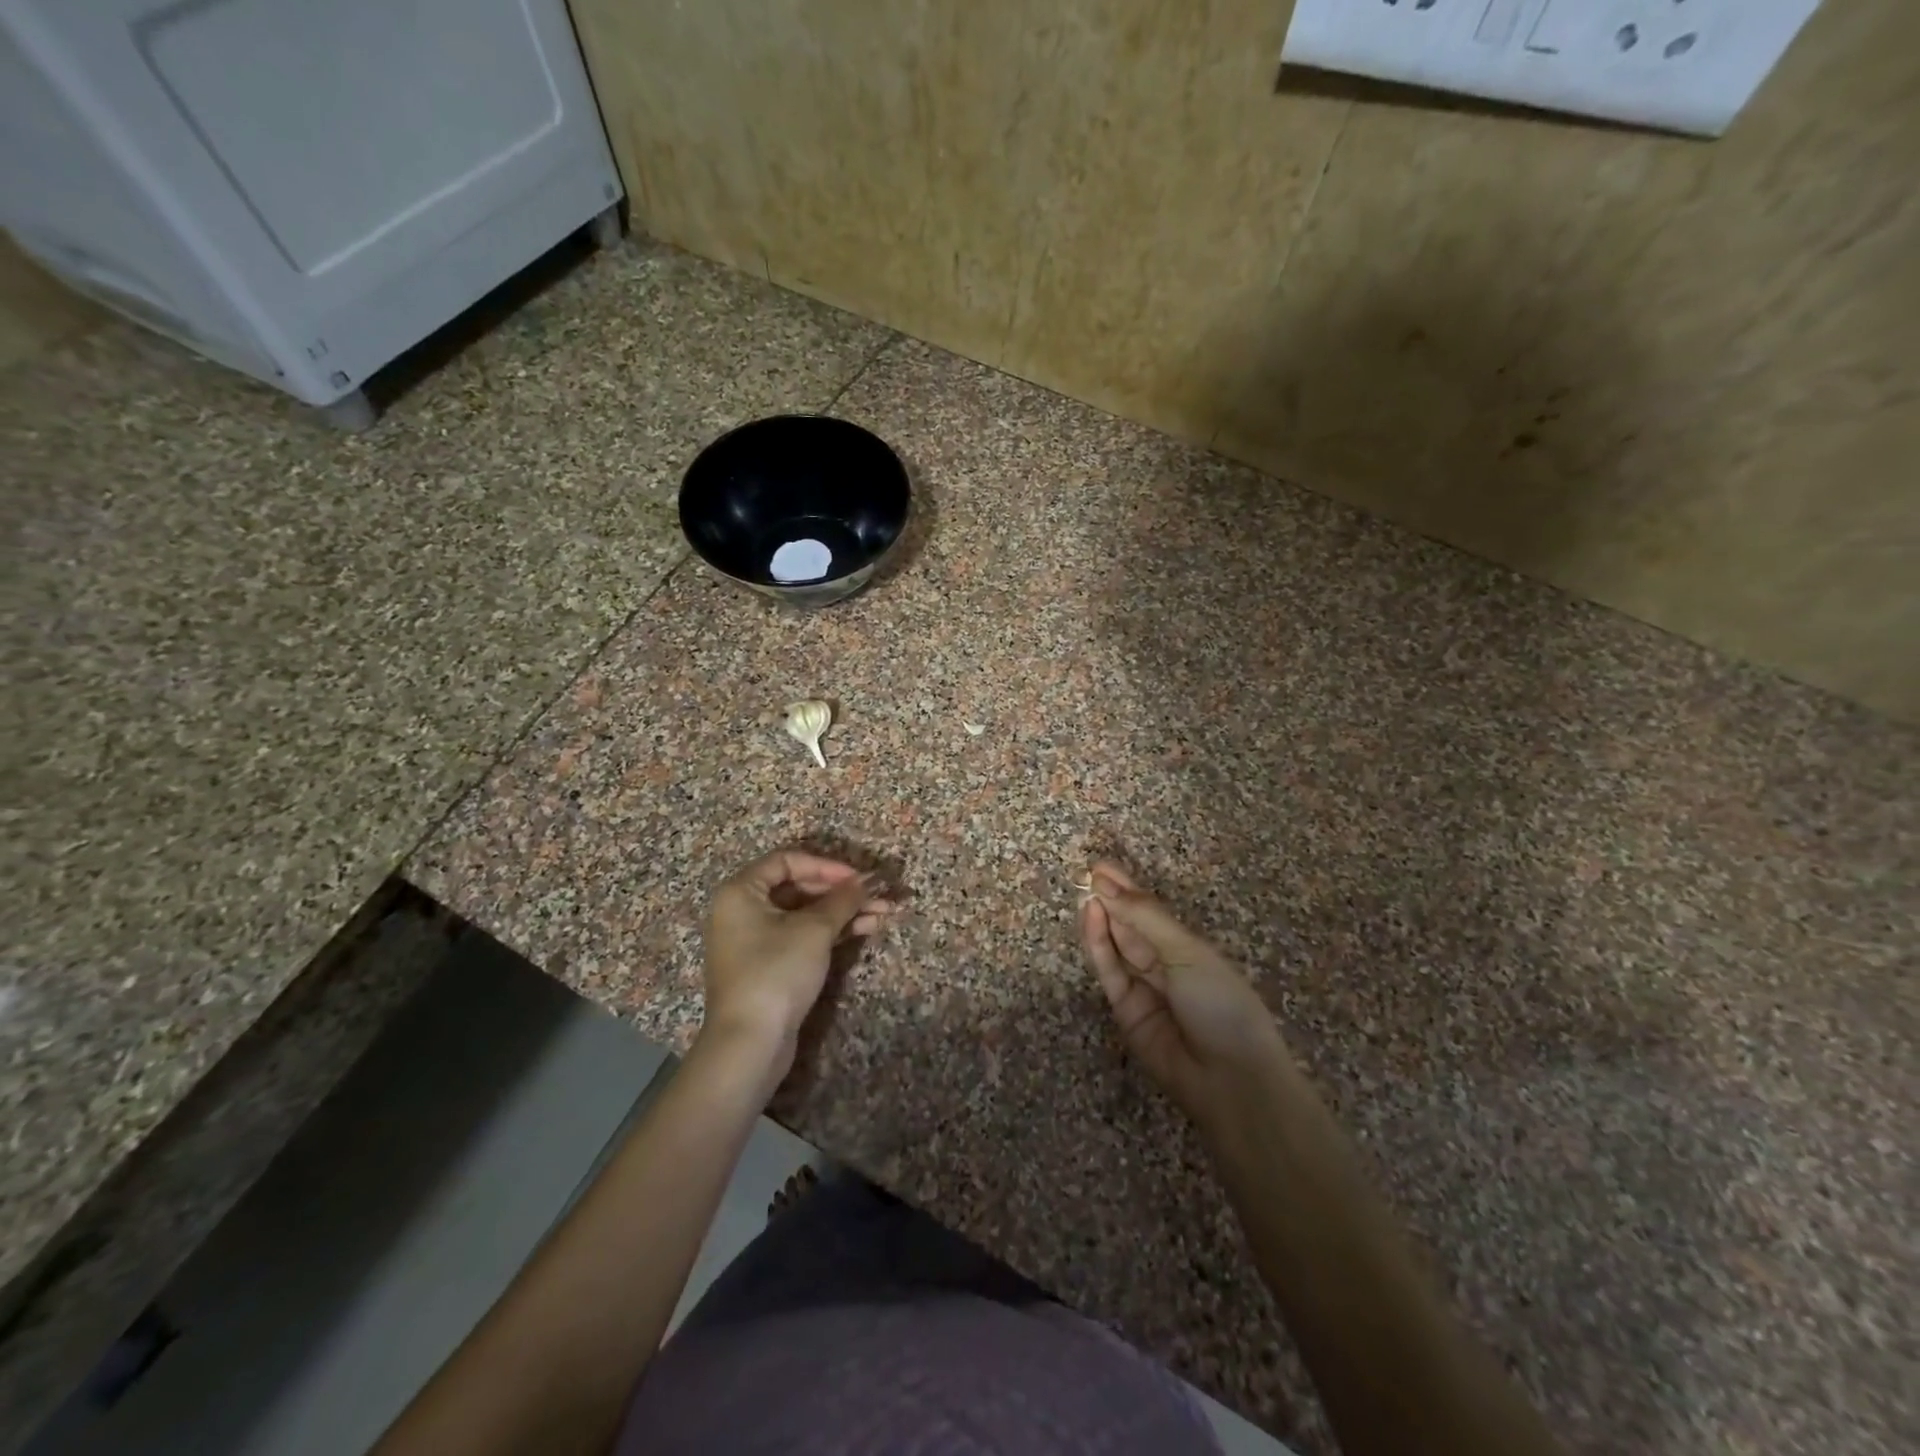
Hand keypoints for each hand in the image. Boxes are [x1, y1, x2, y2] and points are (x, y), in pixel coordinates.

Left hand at [699, 850, 890, 1085]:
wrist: (750, 1043)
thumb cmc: (777, 972)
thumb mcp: (815, 930)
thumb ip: (843, 899)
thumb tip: (867, 881)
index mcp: (741, 891)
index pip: (787, 860)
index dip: (825, 865)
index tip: (857, 877)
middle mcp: (742, 910)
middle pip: (798, 887)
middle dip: (841, 891)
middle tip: (877, 896)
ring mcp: (754, 939)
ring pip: (804, 913)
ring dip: (843, 911)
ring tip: (882, 913)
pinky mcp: (768, 964)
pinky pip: (801, 935)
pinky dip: (831, 931)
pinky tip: (865, 929)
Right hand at [1079, 861, 1289, 1126]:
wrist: (1230, 1078)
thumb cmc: (1221, 1003)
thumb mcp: (1187, 952)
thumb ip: (1145, 917)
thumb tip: (1107, 884)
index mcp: (1189, 948)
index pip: (1151, 912)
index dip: (1128, 889)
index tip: (1102, 867)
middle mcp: (1165, 964)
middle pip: (1131, 926)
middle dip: (1111, 899)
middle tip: (1087, 873)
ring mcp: (1143, 987)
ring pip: (1116, 945)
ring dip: (1101, 918)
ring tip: (1085, 890)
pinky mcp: (1124, 1010)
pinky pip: (1109, 971)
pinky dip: (1098, 944)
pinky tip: (1091, 917)